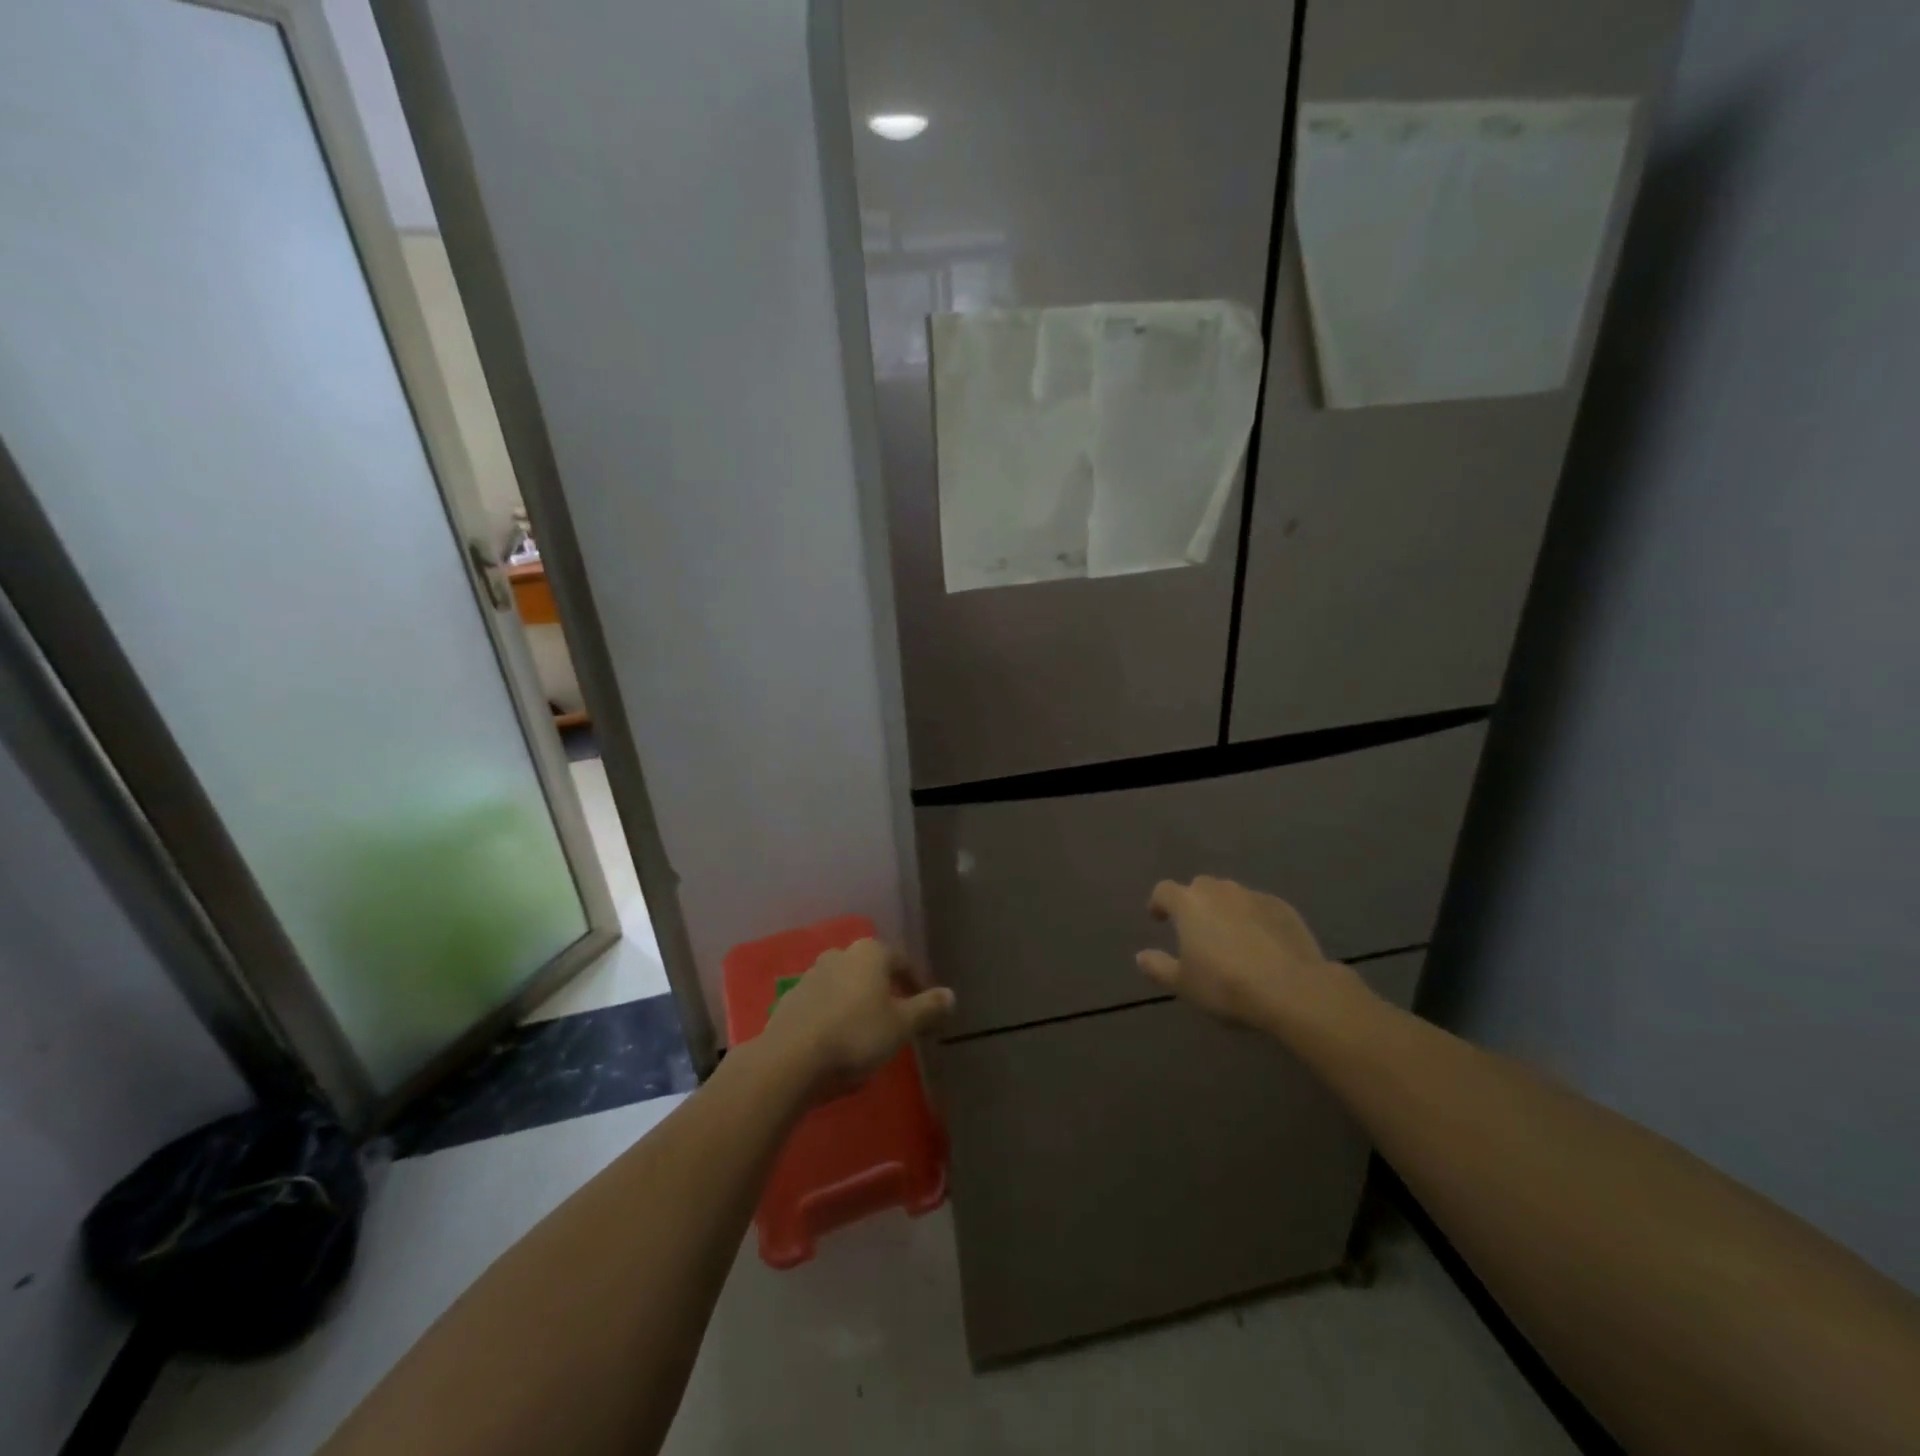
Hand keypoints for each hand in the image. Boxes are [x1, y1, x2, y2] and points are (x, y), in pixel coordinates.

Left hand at [761, 939, 953, 1098]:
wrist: (790, 1060)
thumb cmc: (857, 1035)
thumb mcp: (902, 1026)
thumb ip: (928, 1008)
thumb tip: (951, 995)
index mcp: (870, 953)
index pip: (902, 961)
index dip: (916, 984)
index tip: (924, 1009)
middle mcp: (839, 954)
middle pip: (870, 970)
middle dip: (884, 990)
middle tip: (896, 1019)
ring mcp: (810, 975)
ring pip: (844, 985)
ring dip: (857, 1002)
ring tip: (865, 1032)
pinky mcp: (790, 1000)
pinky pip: (821, 1003)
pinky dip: (833, 1015)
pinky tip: (836, 1040)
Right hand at [1137, 876, 1362, 1033]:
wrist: (1292, 989)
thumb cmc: (1226, 985)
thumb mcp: (1184, 985)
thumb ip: (1158, 967)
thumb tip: (1141, 956)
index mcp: (1189, 904)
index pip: (1165, 890)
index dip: (1159, 903)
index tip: (1158, 918)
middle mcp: (1219, 891)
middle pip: (1199, 887)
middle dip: (1194, 903)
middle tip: (1196, 929)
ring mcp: (1254, 896)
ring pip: (1231, 895)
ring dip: (1225, 909)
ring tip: (1229, 936)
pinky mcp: (1284, 908)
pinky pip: (1259, 907)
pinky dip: (1253, 918)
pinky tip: (1261, 943)